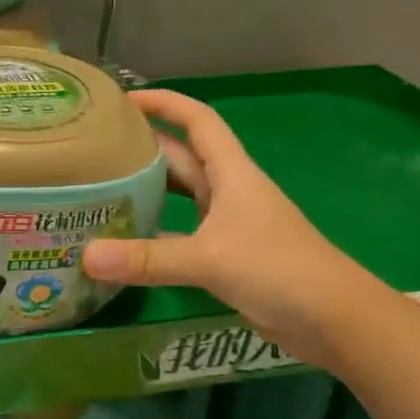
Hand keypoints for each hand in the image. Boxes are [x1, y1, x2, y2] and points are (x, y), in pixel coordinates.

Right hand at [80, 90, 383, 364]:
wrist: (334, 318)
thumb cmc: (279, 269)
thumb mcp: (209, 259)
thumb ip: (147, 259)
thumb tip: (85, 257)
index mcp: (232, 173)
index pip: (197, 121)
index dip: (164, 103)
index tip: (122, 100)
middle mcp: (228, 190)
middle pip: (181, 158)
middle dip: (142, 149)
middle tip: (94, 152)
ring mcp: (227, 224)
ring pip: (179, 196)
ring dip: (146, 190)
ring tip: (100, 190)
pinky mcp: (225, 255)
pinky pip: (180, 233)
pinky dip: (153, 234)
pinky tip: (125, 241)